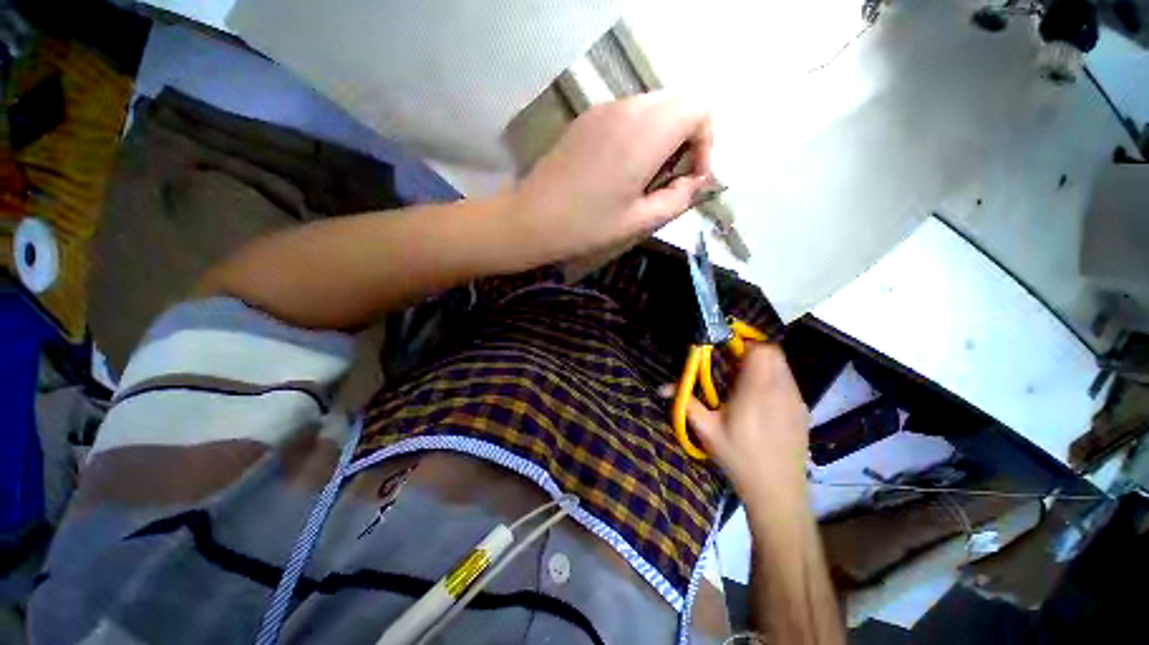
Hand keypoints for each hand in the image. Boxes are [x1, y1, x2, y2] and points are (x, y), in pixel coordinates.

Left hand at [507, 92, 711, 264]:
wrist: (532, 219)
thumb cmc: (586, 226)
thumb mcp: (639, 221)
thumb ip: (678, 199)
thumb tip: (695, 182)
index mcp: (646, 133)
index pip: (699, 109)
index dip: (705, 143)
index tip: (690, 178)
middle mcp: (627, 108)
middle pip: (678, 104)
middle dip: (686, 139)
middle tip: (669, 180)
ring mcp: (604, 109)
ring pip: (653, 108)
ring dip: (662, 137)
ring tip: (644, 178)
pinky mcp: (587, 119)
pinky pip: (627, 115)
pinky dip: (638, 135)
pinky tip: (620, 169)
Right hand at [688, 345, 809, 503]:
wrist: (778, 492)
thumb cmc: (738, 458)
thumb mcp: (707, 430)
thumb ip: (686, 403)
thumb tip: (663, 387)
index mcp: (756, 390)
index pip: (761, 349)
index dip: (744, 343)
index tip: (726, 350)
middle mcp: (781, 389)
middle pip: (774, 352)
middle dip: (752, 350)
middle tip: (733, 363)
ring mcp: (796, 400)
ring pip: (783, 365)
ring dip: (765, 363)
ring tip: (745, 380)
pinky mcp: (803, 411)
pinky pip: (789, 381)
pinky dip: (775, 378)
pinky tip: (761, 399)